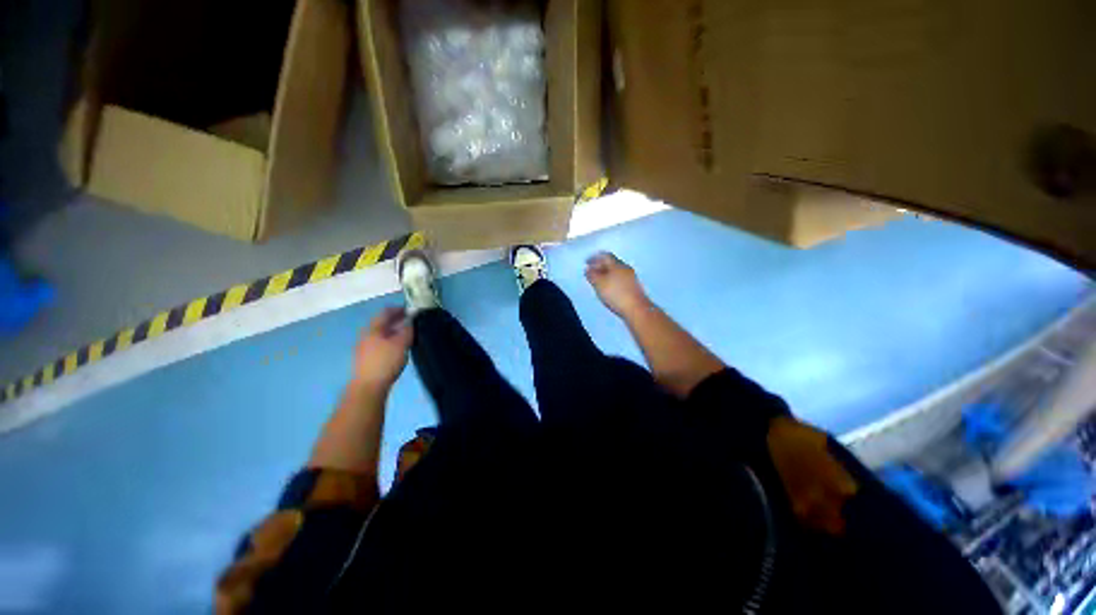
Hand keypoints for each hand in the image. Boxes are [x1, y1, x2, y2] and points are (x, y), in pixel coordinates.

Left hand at [353, 307, 412, 390]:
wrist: (368, 387)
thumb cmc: (386, 362)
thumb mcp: (401, 343)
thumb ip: (407, 330)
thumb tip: (411, 319)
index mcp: (373, 329)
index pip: (385, 312)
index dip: (399, 309)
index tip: (412, 310)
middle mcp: (366, 335)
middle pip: (382, 323)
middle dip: (397, 320)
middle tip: (412, 322)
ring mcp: (364, 348)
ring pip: (381, 334)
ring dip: (394, 331)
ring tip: (407, 335)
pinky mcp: (366, 359)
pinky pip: (380, 343)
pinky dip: (390, 340)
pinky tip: (399, 348)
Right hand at [585, 252, 650, 317]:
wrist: (637, 309)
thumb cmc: (616, 294)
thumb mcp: (599, 284)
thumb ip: (592, 275)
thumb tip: (588, 269)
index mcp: (617, 264)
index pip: (605, 255)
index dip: (595, 257)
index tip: (587, 262)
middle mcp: (625, 268)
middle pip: (611, 262)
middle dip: (601, 265)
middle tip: (592, 271)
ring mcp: (632, 277)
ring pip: (616, 271)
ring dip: (607, 273)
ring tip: (599, 281)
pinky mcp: (634, 287)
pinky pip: (621, 279)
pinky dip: (613, 280)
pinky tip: (610, 288)